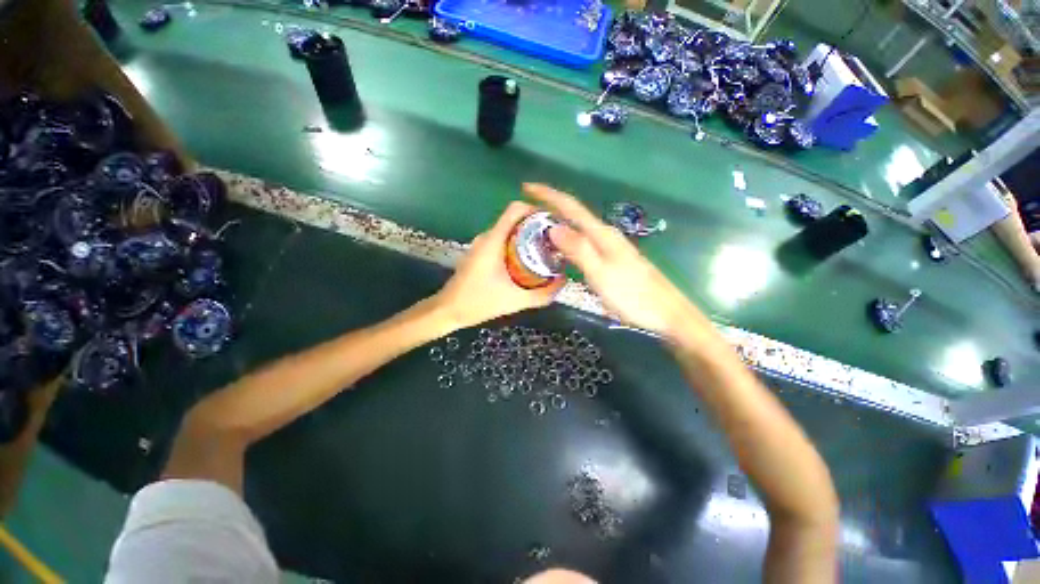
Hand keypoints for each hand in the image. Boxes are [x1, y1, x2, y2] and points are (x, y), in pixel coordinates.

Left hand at [433, 201, 564, 330]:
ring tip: (545, 250)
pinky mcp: (479, 253)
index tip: (553, 222)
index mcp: (493, 241)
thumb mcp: (515, 300)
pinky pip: (502, 241)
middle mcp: (486, 237)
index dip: (536, 209)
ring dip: (527, 237)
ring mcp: (481, 244)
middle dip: (536, 226)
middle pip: (515, 219)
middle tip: (555, 240)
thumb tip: (564, 281)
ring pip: (508, 231)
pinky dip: (516, 245)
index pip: (515, 209)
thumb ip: (542, 294)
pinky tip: (526, 262)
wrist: (449, 310)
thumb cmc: (478, 302)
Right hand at [523, 183, 699, 337]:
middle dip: (551, 207)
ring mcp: (612, 246)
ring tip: (539, 227)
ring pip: (580, 228)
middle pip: (575, 214)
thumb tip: (553, 228)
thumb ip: (578, 250)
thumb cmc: (633, 297)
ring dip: (559, 222)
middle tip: (528, 211)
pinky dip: (569, 238)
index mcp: (602, 235)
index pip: (571, 207)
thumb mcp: (601, 274)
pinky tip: (563, 247)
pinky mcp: (614, 258)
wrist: (666, 313)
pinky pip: (585, 241)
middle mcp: (606, 235)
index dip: (549, 195)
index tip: (527, 187)